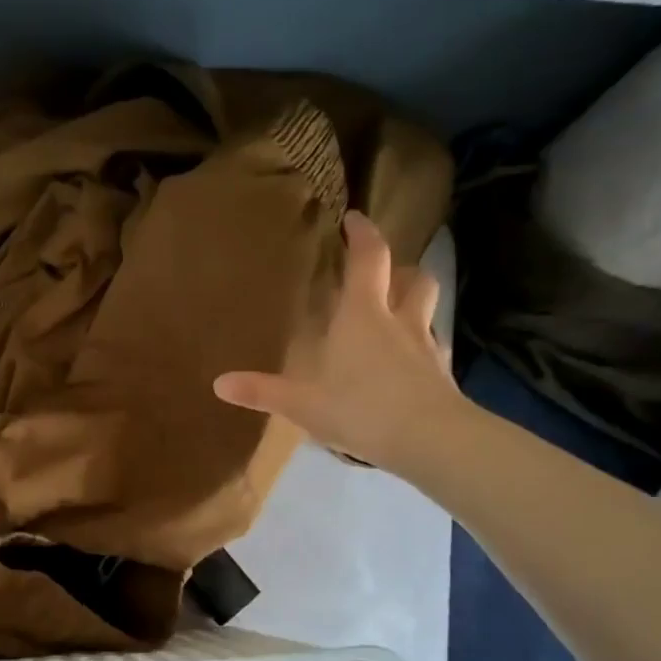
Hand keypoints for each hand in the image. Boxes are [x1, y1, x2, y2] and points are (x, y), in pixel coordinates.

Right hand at [214, 211, 461, 472]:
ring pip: (428, 309)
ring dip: (415, 302)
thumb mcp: (302, 403)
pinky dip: (420, 345)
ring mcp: (427, 347)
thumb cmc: (361, 408)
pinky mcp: (442, 375)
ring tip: (395, 314)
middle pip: (413, 277)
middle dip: (399, 268)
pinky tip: (406, 365)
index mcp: (364, 314)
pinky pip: (433, 348)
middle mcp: (400, 321)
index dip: (363, 234)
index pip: (369, 258)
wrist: (431, 441)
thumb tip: (218, 383)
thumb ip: (261, 390)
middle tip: (381, 272)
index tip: (354, 219)